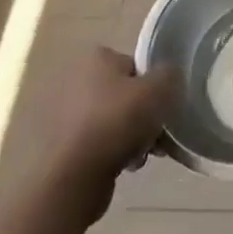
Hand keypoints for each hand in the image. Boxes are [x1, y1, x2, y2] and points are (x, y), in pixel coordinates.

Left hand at [46, 47, 176, 211]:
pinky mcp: (62, 145)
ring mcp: (65, 114)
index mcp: (97, 58)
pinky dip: (114, 151)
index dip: (154, 86)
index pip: (137, 66)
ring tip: (144, 154)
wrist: (76, 175)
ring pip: (114, 120)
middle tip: (159, 134)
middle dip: (144, 115)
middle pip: (126, 94)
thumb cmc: (118, 120)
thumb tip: (169, 78)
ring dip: (133, 135)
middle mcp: (77, 80)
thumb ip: (170, 75)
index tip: (163, 107)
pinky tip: (127, 166)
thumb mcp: (160, 89)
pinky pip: (99, 142)